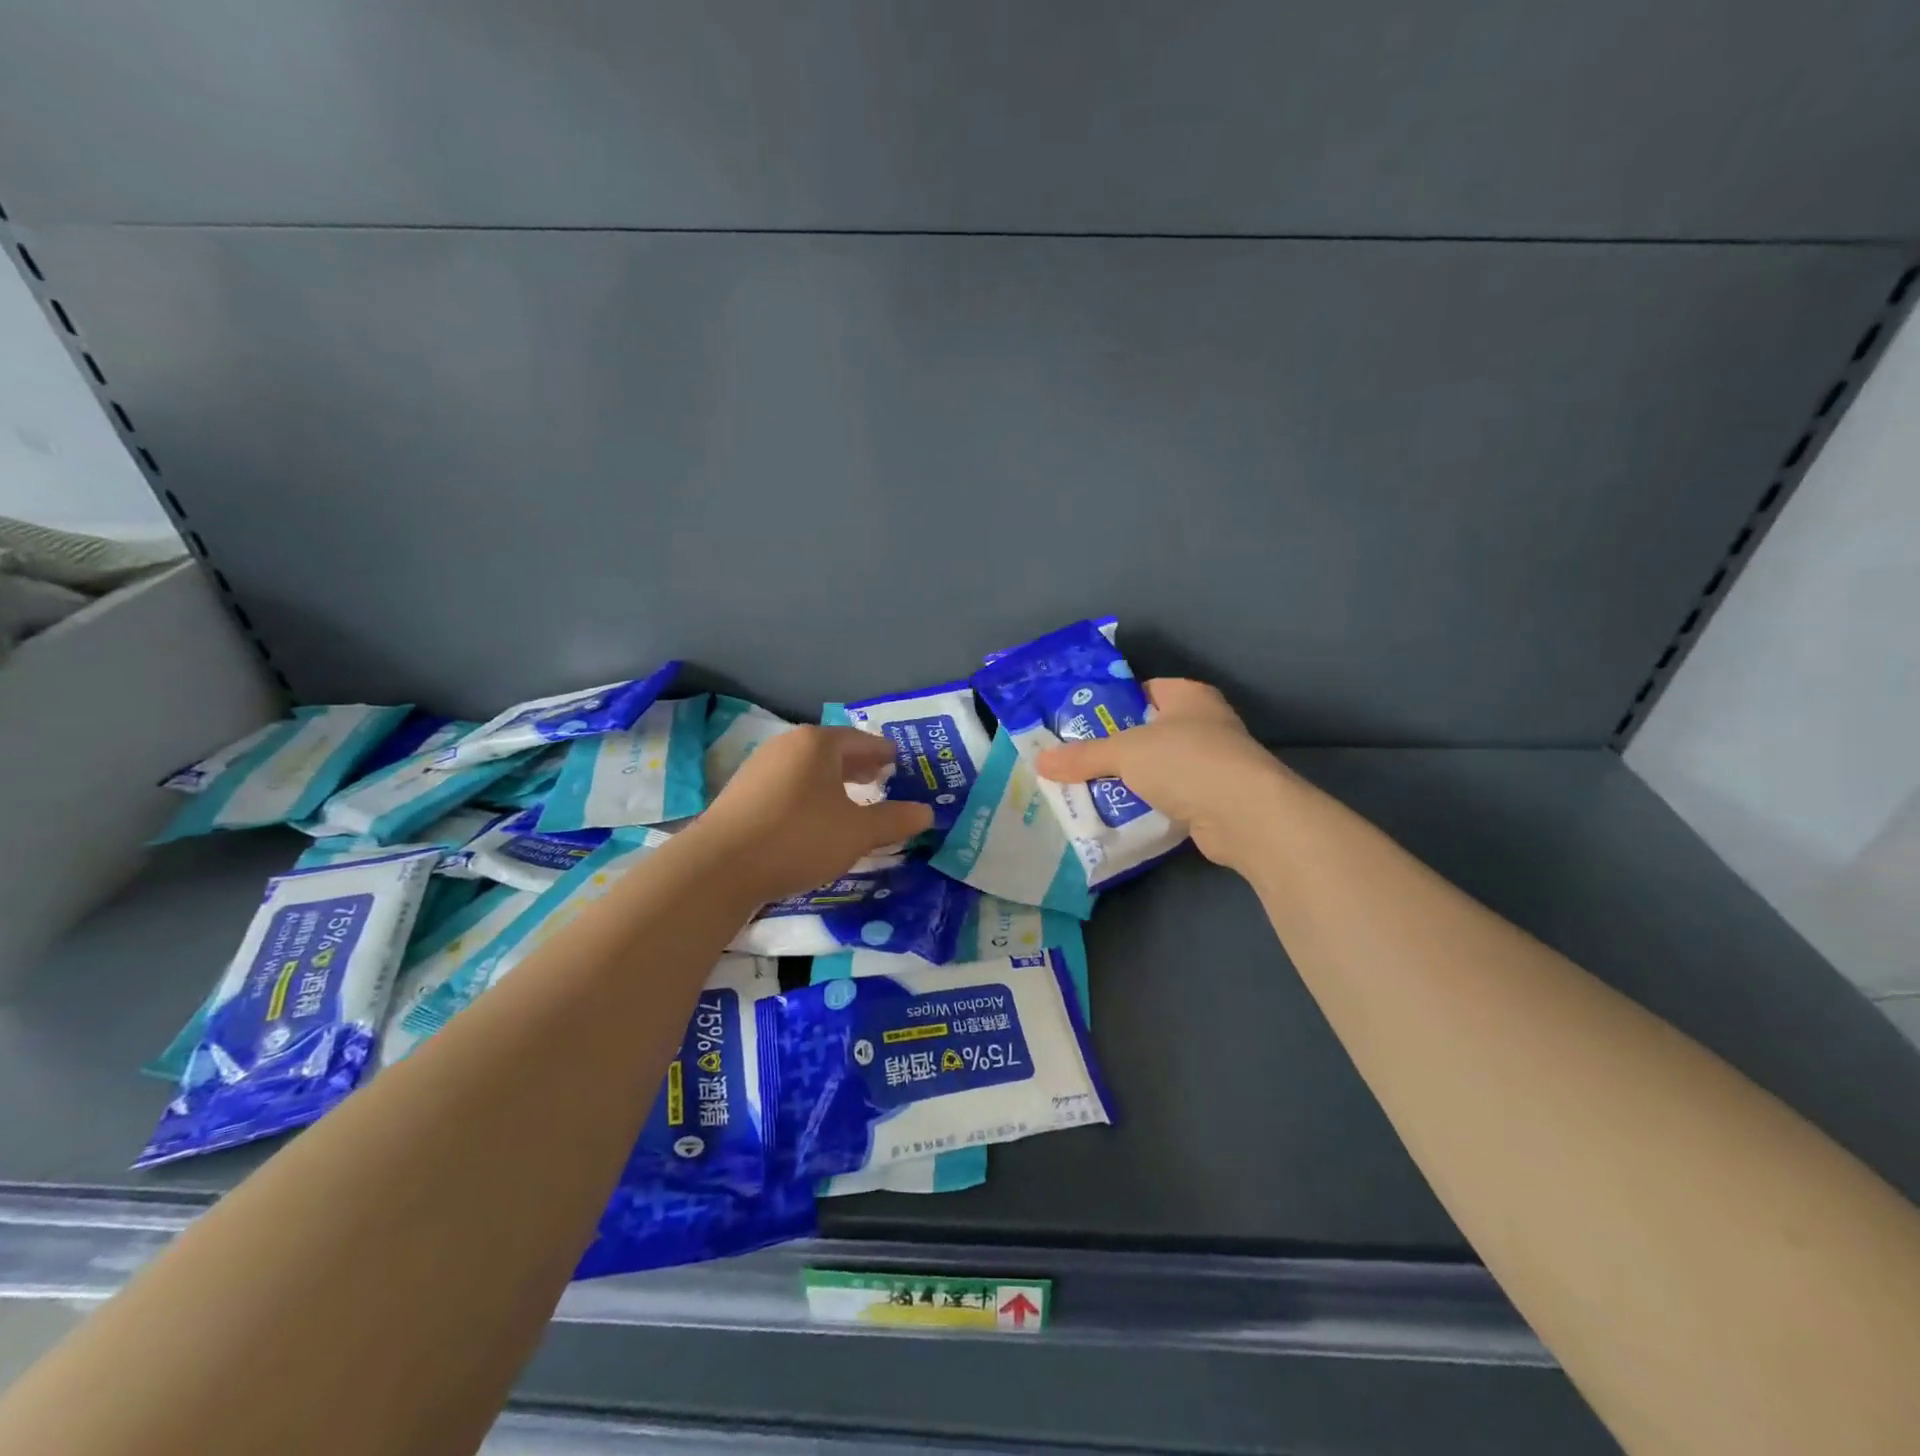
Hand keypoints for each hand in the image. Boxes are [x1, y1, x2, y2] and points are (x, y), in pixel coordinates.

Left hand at [685, 726, 931, 902]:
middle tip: (880, 777)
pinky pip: (788, 784)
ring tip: (849, 799)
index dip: (883, 753)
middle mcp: (787, 746)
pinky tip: (813, 817)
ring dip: (832, 781)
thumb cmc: (798, 838)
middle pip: (832, 750)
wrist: (719, 866)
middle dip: (858, 765)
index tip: (897, 762)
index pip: (861, 741)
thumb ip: (894, 820)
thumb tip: (927, 813)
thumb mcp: (857, 833)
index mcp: (817, 744)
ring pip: (807, 768)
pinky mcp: (742, 792)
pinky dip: (809, 793)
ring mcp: (760, 767)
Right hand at [1036, 679, 1291, 872]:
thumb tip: (1039, 760)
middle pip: (1148, 732)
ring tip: (1086, 789)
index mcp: (1188, 696)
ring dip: (1129, 780)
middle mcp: (1204, 724)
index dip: (1112, 703)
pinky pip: (1168, 798)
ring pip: (1157, 768)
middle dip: (1114, 747)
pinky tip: (1117, 815)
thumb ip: (1083, 756)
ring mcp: (1212, 764)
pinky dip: (1146, 806)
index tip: (1078, 722)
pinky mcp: (1213, 800)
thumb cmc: (1186, 761)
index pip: (1144, 690)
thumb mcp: (1125, 752)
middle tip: (1073, 760)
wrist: (1244, 815)